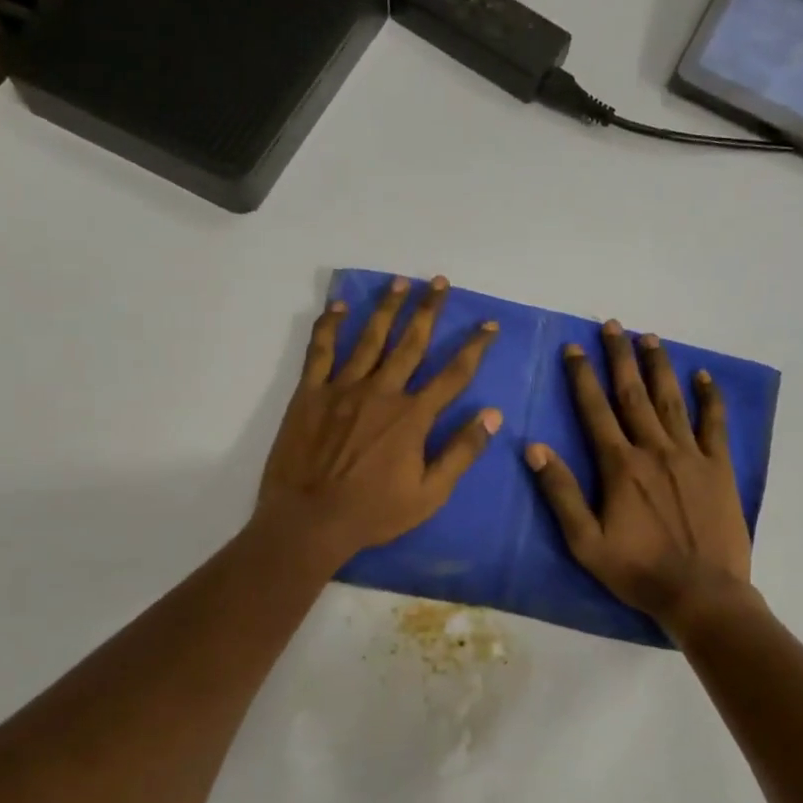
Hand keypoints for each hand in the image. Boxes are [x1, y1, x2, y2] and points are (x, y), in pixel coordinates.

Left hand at [258, 275, 500, 566]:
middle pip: (411, 342)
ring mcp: (343, 388)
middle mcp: (382, 391)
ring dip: (387, 307)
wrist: (309, 520)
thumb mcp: (430, 494)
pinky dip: (329, 326)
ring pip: (370, 338)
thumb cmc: (373, 513)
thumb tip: (493, 415)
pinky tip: (339, 307)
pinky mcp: (311, 393)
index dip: (474, 347)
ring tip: (400, 281)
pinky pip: (321, 351)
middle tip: (439, 282)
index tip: (489, 324)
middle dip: (429, 310)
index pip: (453, 373)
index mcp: (413, 416)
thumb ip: (461, 452)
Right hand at [526, 320, 753, 632]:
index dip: (582, 377)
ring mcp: (691, 456)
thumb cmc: (638, 571)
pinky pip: (714, 425)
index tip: (573, 348)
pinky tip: (704, 376)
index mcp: (620, 466)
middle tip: (613, 325)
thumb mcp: (585, 542)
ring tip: (650, 337)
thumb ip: (560, 493)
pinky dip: (710, 398)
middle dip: (620, 357)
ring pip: (671, 400)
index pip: (595, 410)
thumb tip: (534, 448)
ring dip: (659, 366)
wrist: (702, 594)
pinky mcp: (719, 468)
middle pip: (633, 394)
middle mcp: (654, 450)